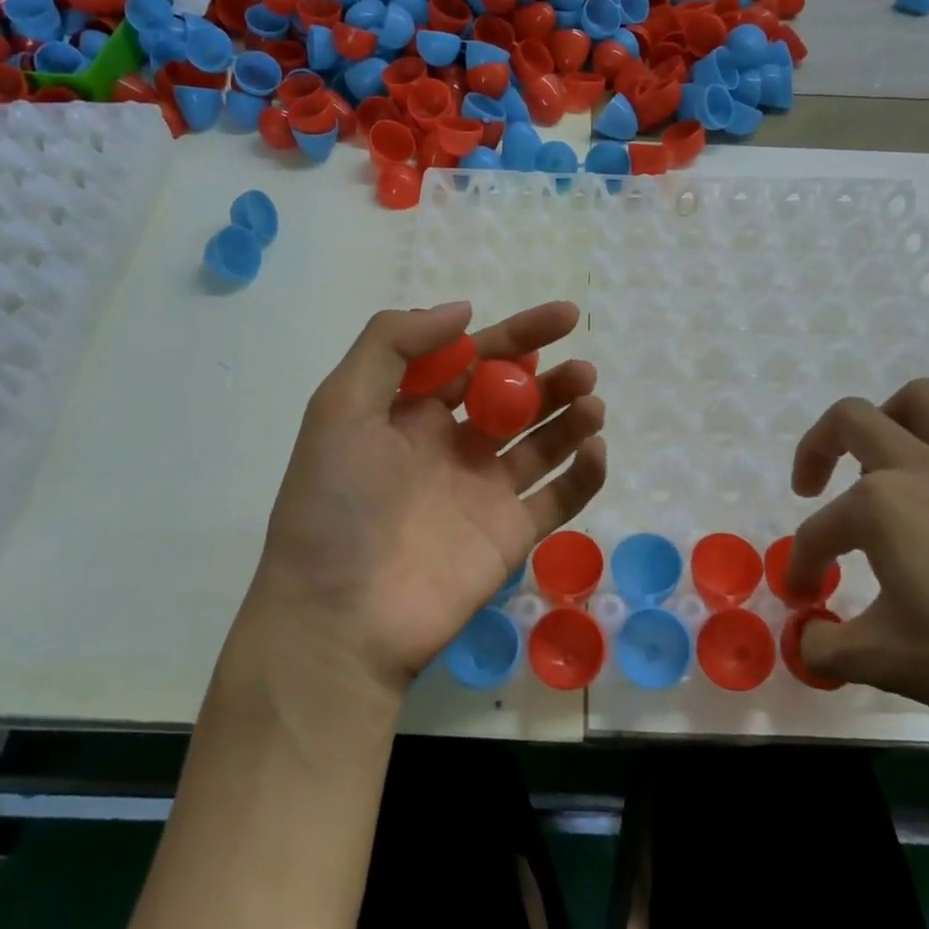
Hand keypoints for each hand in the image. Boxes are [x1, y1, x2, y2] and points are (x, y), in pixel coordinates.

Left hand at [237, 300, 605, 701]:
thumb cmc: (334, 505)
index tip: (565, 314)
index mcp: (412, 414)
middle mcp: (452, 447)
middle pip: (515, 398)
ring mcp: (485, 492)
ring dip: (571, 416)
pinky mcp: (511, 534)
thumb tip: (464, 310)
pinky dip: (584, 473)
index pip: (474, 360)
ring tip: (592, 401)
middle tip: (583, 368)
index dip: (518, 334)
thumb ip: (392, 345)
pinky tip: (593, 448)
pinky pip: (559, 496)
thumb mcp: (341, 406)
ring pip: (542, 442)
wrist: (339, 619)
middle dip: (551, 377)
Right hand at [786, 379, 928, 744]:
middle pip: (852, 420)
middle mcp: (920, 469)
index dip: (803, 566)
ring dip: (883, 423)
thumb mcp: (890, 662)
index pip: (819, 530)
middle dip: (816, 447)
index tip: (805, 602)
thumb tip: (808, 642)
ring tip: (875, 471)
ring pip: (918, 405)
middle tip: (810, 487)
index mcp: (880, 503)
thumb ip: (831, 649)